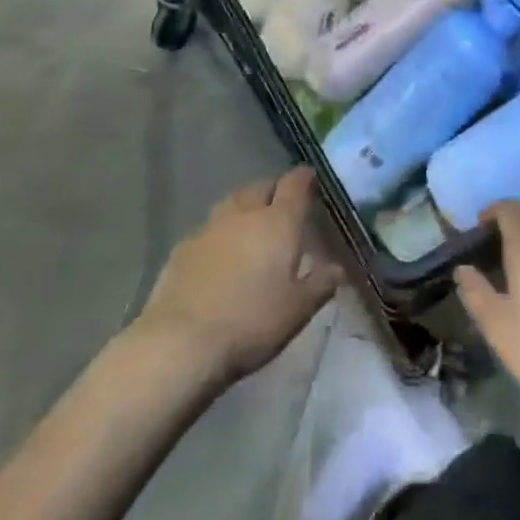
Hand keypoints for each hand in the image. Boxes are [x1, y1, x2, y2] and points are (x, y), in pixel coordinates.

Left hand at [137, 168, 340, 384]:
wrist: (181, 342)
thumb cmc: (251, 322)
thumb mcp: (298, 310)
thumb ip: (320, 284)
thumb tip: (337, 268)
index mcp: (278, 222)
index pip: (295, 184)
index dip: (304, 177)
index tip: (310, 177)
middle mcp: (245, 214)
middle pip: (261, 187)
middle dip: (274, 190)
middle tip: (282, 204)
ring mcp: (210, 227)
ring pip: (233, 202)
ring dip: (245, 206)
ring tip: (252, 223)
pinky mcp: (183, 247)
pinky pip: (209, 228)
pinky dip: (220, 232)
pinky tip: (220, 253)